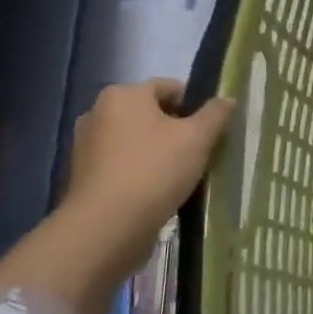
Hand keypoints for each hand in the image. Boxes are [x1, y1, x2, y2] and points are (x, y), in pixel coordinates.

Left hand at [62, 80, 233, 275]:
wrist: (107, 226)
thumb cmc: (155, 170)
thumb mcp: (197, 138)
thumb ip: (215, 115)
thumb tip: (226, 100)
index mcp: (123, 95)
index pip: (169, 88)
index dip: (196, 105)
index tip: (212, 129)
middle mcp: (98, 113)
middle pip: (151, 114)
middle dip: (177, 129)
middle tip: (201, 152)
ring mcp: (87, 145)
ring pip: (137, 140)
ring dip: (160, 152)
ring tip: (183, 174)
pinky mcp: (85, 175)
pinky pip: (123, 164)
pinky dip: (142, 171)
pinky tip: (160, 191)